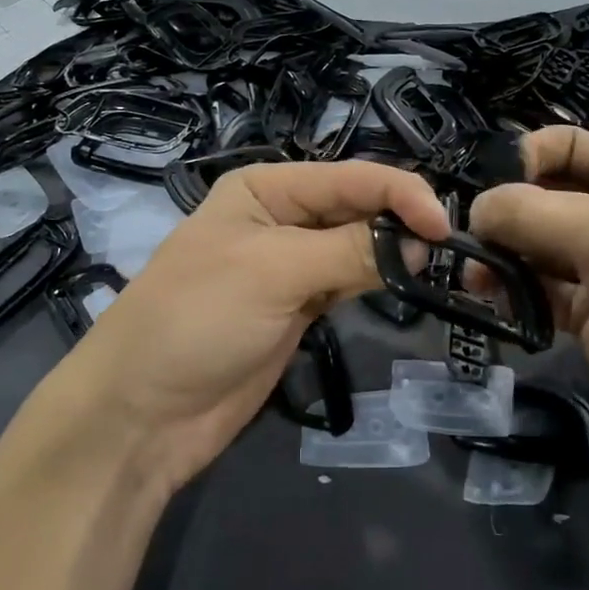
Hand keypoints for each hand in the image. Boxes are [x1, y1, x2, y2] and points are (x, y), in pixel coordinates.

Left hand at [61, 161, 448, 494]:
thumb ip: (350, 251)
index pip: (349, 177)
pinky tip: (403, 283)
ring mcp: (288, 265)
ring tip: (431, 266)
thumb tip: (421, 243)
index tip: (444, 227)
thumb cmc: (199, 320)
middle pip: (356, 207)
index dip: (399, 194)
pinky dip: (375, 281)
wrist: (144, 413)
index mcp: (265, 188)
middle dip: (398, 222)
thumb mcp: (273, 272)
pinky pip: (347, 281)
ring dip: (391, 253)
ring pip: (356, 245)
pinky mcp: (297, 307)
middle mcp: (279, 217)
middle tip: (443, 251)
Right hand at [468, 127, 588, 472]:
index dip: (525, 156)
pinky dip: (516, 294)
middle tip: (465, 238)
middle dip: (504, 212)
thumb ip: (530, 213)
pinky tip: (492, 302)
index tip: (490, 184)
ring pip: (537, 249)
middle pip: (544, 199)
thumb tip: (475, 208)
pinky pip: (542, 294)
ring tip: (474, 277)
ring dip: (502, 257)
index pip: (566, 146)